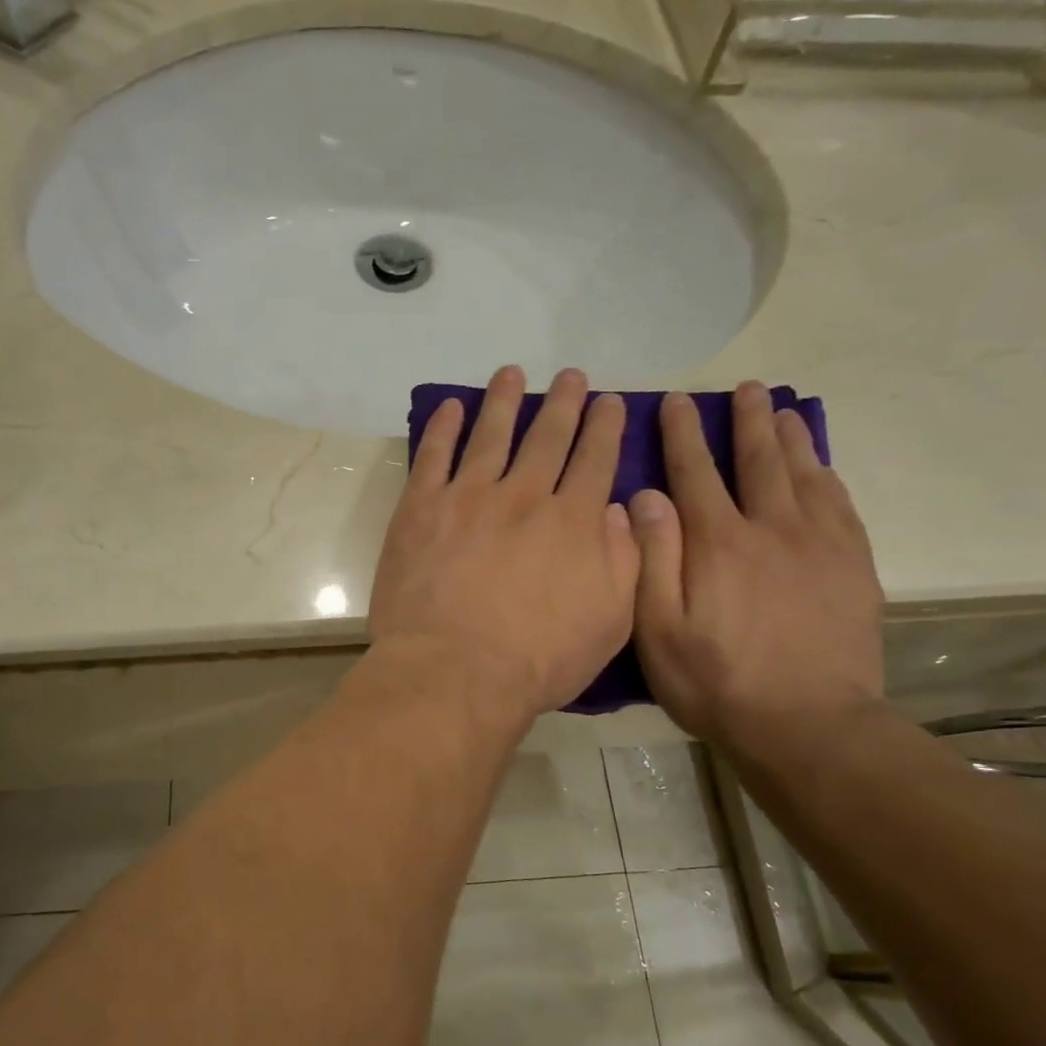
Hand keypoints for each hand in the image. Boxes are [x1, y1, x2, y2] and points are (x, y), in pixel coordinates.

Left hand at [370, 367, 638, 720]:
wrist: (455, 671)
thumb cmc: (537, 660)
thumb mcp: (610, 623)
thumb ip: (624, 562)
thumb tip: (622, 513)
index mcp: (573, 522)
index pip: (596, 461)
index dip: (606, 428)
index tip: (611, 402)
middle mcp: (525, 496)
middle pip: (548, 437)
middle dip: (563, 403)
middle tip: (571, 376)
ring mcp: (469, 497)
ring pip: (491, 434)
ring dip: (504, 400)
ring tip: (511, 373)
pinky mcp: (421, 509)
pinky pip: (433, 456)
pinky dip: (443, 428)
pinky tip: (451, 407)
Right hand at [630, 382, 883, 750]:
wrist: (807, 725)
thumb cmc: (716, 682)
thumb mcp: (659, 630)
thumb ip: (651, 559)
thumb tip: (645, 496)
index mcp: (718, 542)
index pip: (695, 472)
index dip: (683, 433)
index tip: (675, 400)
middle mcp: (771, 529)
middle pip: (758, 460)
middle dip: (747, 421)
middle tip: (745, 388)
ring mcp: (819, 546)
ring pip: (804, 476)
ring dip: (790, 439)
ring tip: (782, 410)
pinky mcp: (853, 568)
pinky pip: (842, 506)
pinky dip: (828, 478)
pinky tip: (821, 468)